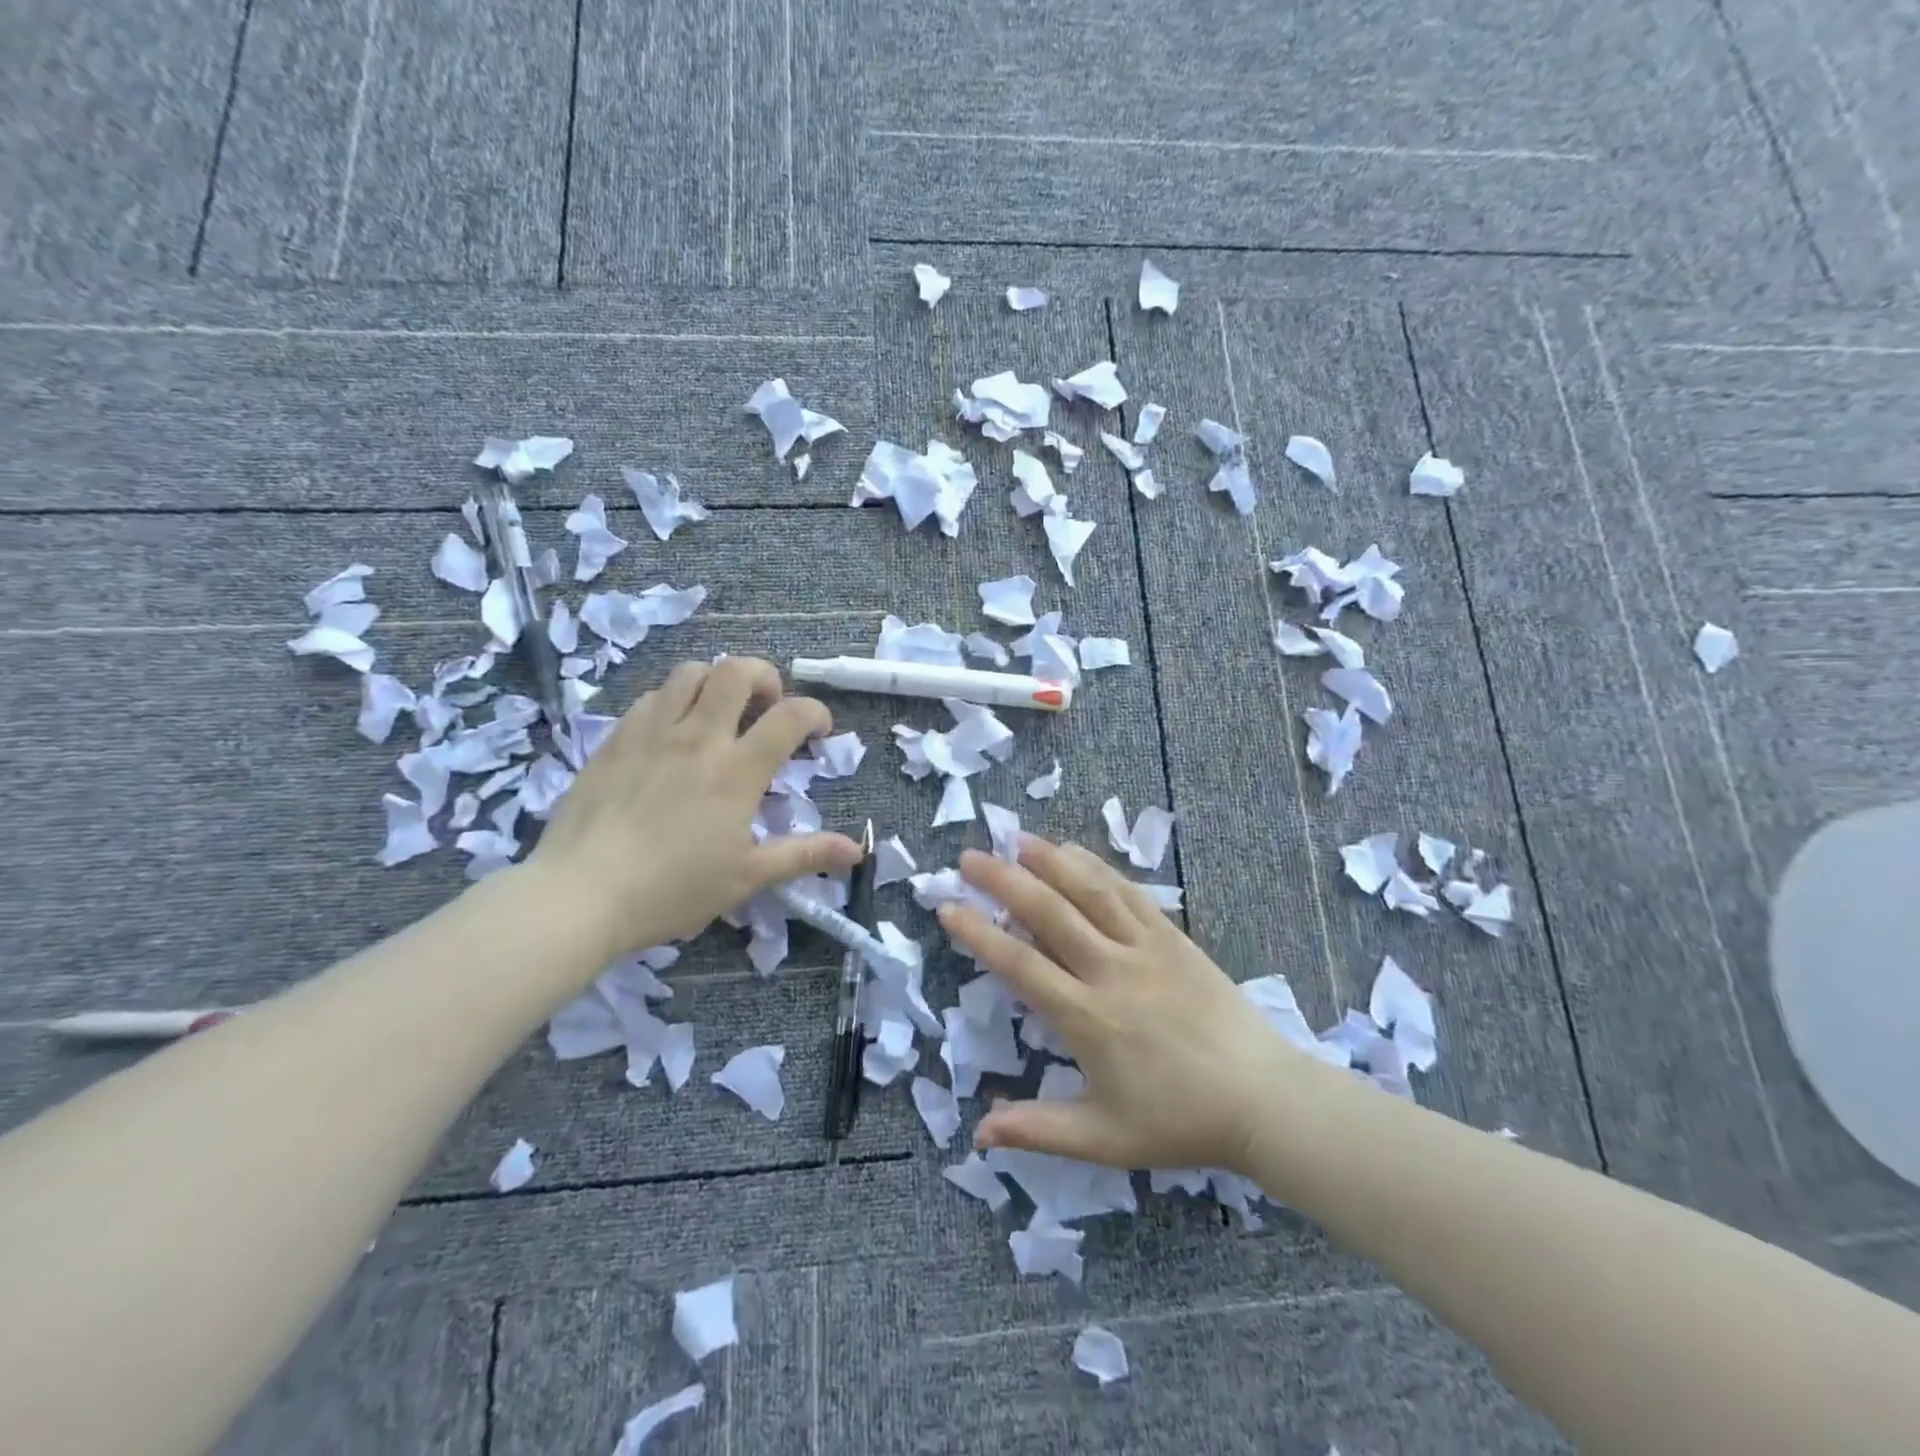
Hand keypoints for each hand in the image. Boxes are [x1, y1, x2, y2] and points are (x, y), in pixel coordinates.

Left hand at [529, 657, 862, 952]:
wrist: (580, 894)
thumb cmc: (672, 890)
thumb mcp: (747, 877)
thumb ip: (804, 855)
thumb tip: (857, 849)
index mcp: (737, 771)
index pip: (790, 716)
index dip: (815, 713)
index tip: (818, 730)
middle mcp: (698, 738)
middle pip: (736, 671)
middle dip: (764, 676)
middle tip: (768, 704)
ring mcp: (652, 733)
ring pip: (690, 673)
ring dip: (716, 680)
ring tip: (721, 709)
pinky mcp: (615, 739)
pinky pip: (651, 697)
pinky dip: (674, 700)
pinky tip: (672, 731)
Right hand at [938, 836, 1308, 1174]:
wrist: (1264, 1099)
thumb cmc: (1180, 1120)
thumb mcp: (1104, 1138)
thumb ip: (1038, 1131)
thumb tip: (978, 1133)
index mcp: (1087, 1018)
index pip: (1020, 964)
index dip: (980, 933)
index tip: (948, 907)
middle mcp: (1111, 970)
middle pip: (1049, 912)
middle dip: (1004, 880)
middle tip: (970, 856)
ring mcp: (1146, 947)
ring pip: (1089, 890)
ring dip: (1049, 860)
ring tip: (1016, 839)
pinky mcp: (1174, 937)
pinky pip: (1128, 892)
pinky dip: (1096, 868)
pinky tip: (1074, 852)